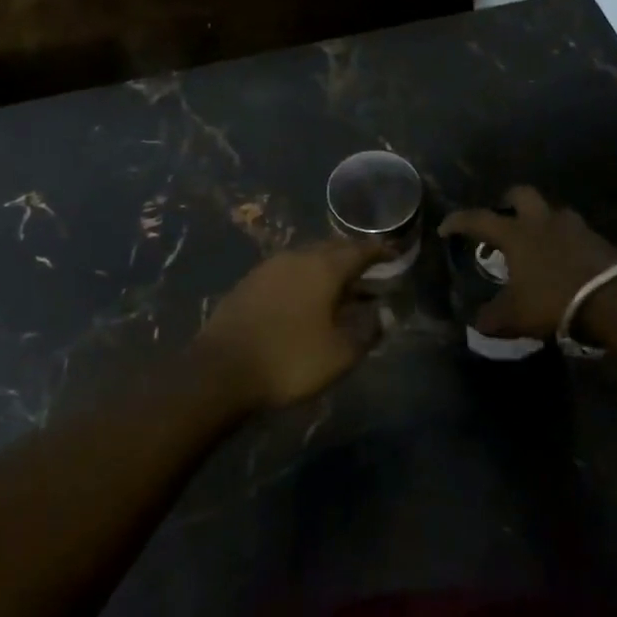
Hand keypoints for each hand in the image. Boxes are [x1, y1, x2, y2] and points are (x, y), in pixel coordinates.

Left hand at [195, 238, 386, 410]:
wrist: (222, 368)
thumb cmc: (290, 359)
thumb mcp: (340, 354)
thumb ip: (367, 331)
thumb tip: (383, 314)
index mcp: (324, 267)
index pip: (359, 250)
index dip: (379, 251)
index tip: (394, 252)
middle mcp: (298, 256)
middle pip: (333, 248)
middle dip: (354, 256)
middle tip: (370, 269)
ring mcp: (270, 267)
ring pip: (309, 257)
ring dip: (328, 267)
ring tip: (341, 285)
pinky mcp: (251, 282)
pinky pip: (289, 270)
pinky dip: (306, 277)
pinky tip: (307, 296)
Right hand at [439, 186, 616, 338]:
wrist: (615, 300)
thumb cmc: (554, 301)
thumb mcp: (515, 316)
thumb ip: (492, 318)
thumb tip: (477, 323)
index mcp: (515, 233)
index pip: (478, 218)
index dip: (458, 221)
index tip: (446, 228)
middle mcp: (541, 221)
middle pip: (520, 194)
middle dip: (507, 202)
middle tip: (502, 219)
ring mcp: (573, 226)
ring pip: (550, 212)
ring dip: (540, 222)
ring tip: (536, 245)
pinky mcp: (597, 239)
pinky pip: (573, 233)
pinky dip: (564, 242)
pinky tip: (563, 261)